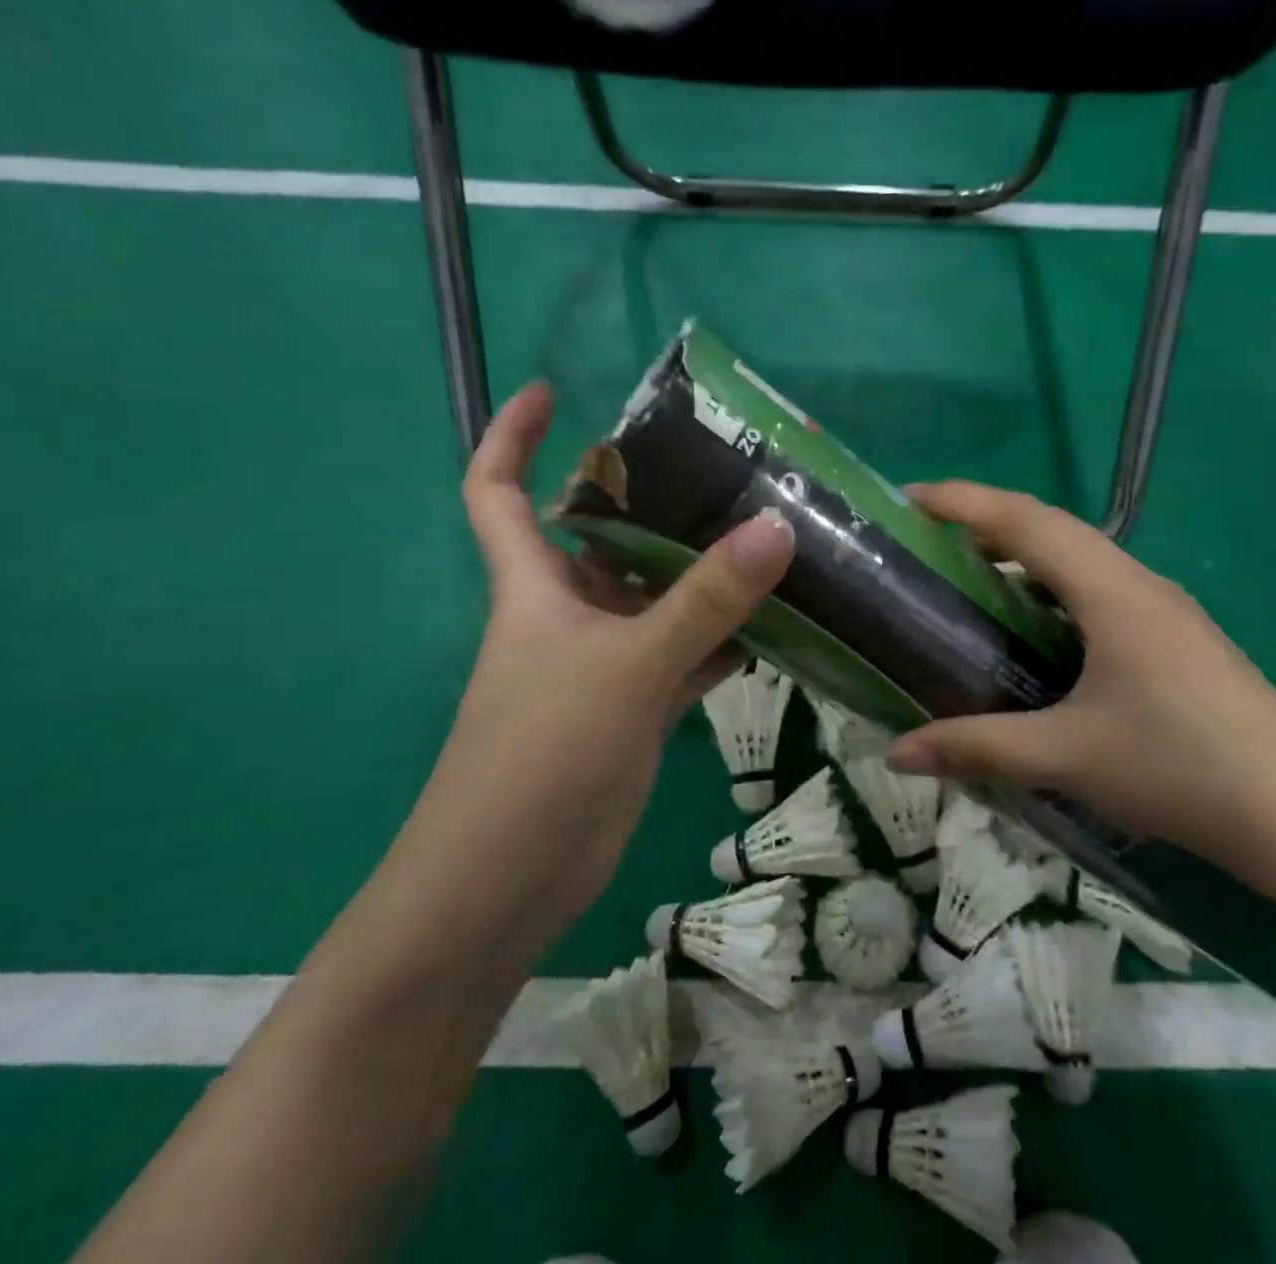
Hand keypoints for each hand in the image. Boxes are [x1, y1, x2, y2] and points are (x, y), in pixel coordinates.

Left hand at [415, 382, 795, 922]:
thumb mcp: (629, 666)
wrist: (509, 883)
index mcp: (534, 585)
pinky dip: (724, 638)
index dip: (513, 435)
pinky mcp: (633, 706)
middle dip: (650, 498)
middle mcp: (566, 612)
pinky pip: (684, 653)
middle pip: (603, 536)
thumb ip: (705, 600)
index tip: (552, 391)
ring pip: (656, 597)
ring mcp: (603, 661)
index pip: (497, 490)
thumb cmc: (543, 755)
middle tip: (723, 467)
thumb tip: (776, 526)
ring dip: (703, 572)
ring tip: (770, 534)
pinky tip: (778, 623)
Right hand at [884, 481, 1275, 897]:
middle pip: (1050, 530)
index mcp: (1110, 589)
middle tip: (927, 545)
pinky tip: (1037, 640)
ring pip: (1080, 563)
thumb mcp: (1066, 756)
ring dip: (1023, 560)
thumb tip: (897, 752)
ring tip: (972, 585)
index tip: (907, 498)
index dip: (961, 501)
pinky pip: (1099, 595)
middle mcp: (1137, 584)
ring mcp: (1164, 612)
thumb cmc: (1179, 766)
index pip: (1023, 520)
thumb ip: (977, 747)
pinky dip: (1053, 596)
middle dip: (985, 525)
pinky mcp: (1177, 642)